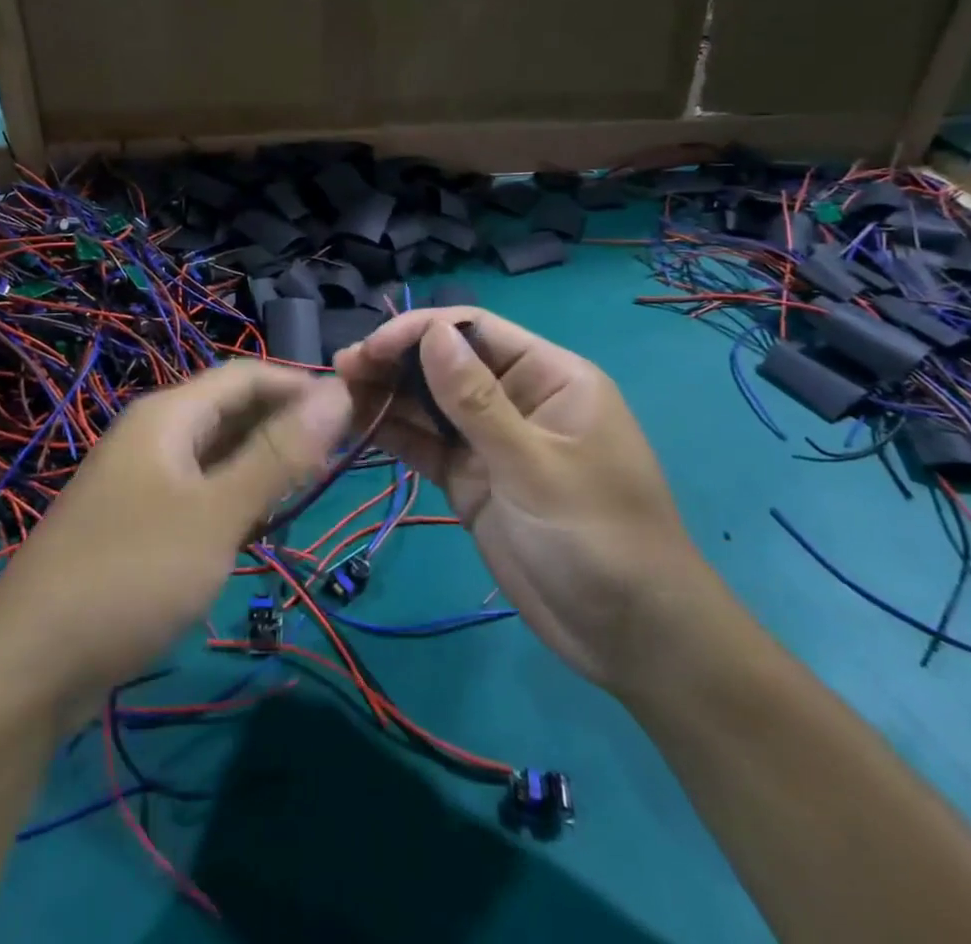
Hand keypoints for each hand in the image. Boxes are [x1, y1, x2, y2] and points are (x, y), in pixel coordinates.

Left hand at [0, 362, 352, 725]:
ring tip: (308, 492)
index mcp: (168, 415)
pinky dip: (234, 500)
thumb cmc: (132, 574)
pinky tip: (257, 528)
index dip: (300, 385)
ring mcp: (141, 480)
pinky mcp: (136, 522)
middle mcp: (152, 436)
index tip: (352, 412)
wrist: (28, 666)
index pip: (245, 375)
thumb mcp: (217, 514)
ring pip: (216, 454)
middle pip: (230, 411)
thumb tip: (338, 393)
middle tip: (339, 459)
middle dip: (284, 427)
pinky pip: (198, 492)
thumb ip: (279, 455)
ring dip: (262, 466)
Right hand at [336, 309, 715, 694]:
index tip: (373, 348)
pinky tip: (357, 427)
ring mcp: (491, 443)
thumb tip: (431, 333)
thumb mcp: (535, 466)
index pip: (475, 331)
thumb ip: (475, 401)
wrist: (632, 639)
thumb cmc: (598, 539)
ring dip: (387, 396)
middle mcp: (517, 399)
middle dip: (396, 363)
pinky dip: (395, 436)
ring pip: (430, 405)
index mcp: (549, 377)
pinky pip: (427, 447)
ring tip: (339, 392)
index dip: (421, 331)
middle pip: (446, 364)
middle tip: (342, 371)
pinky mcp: (472, 481)